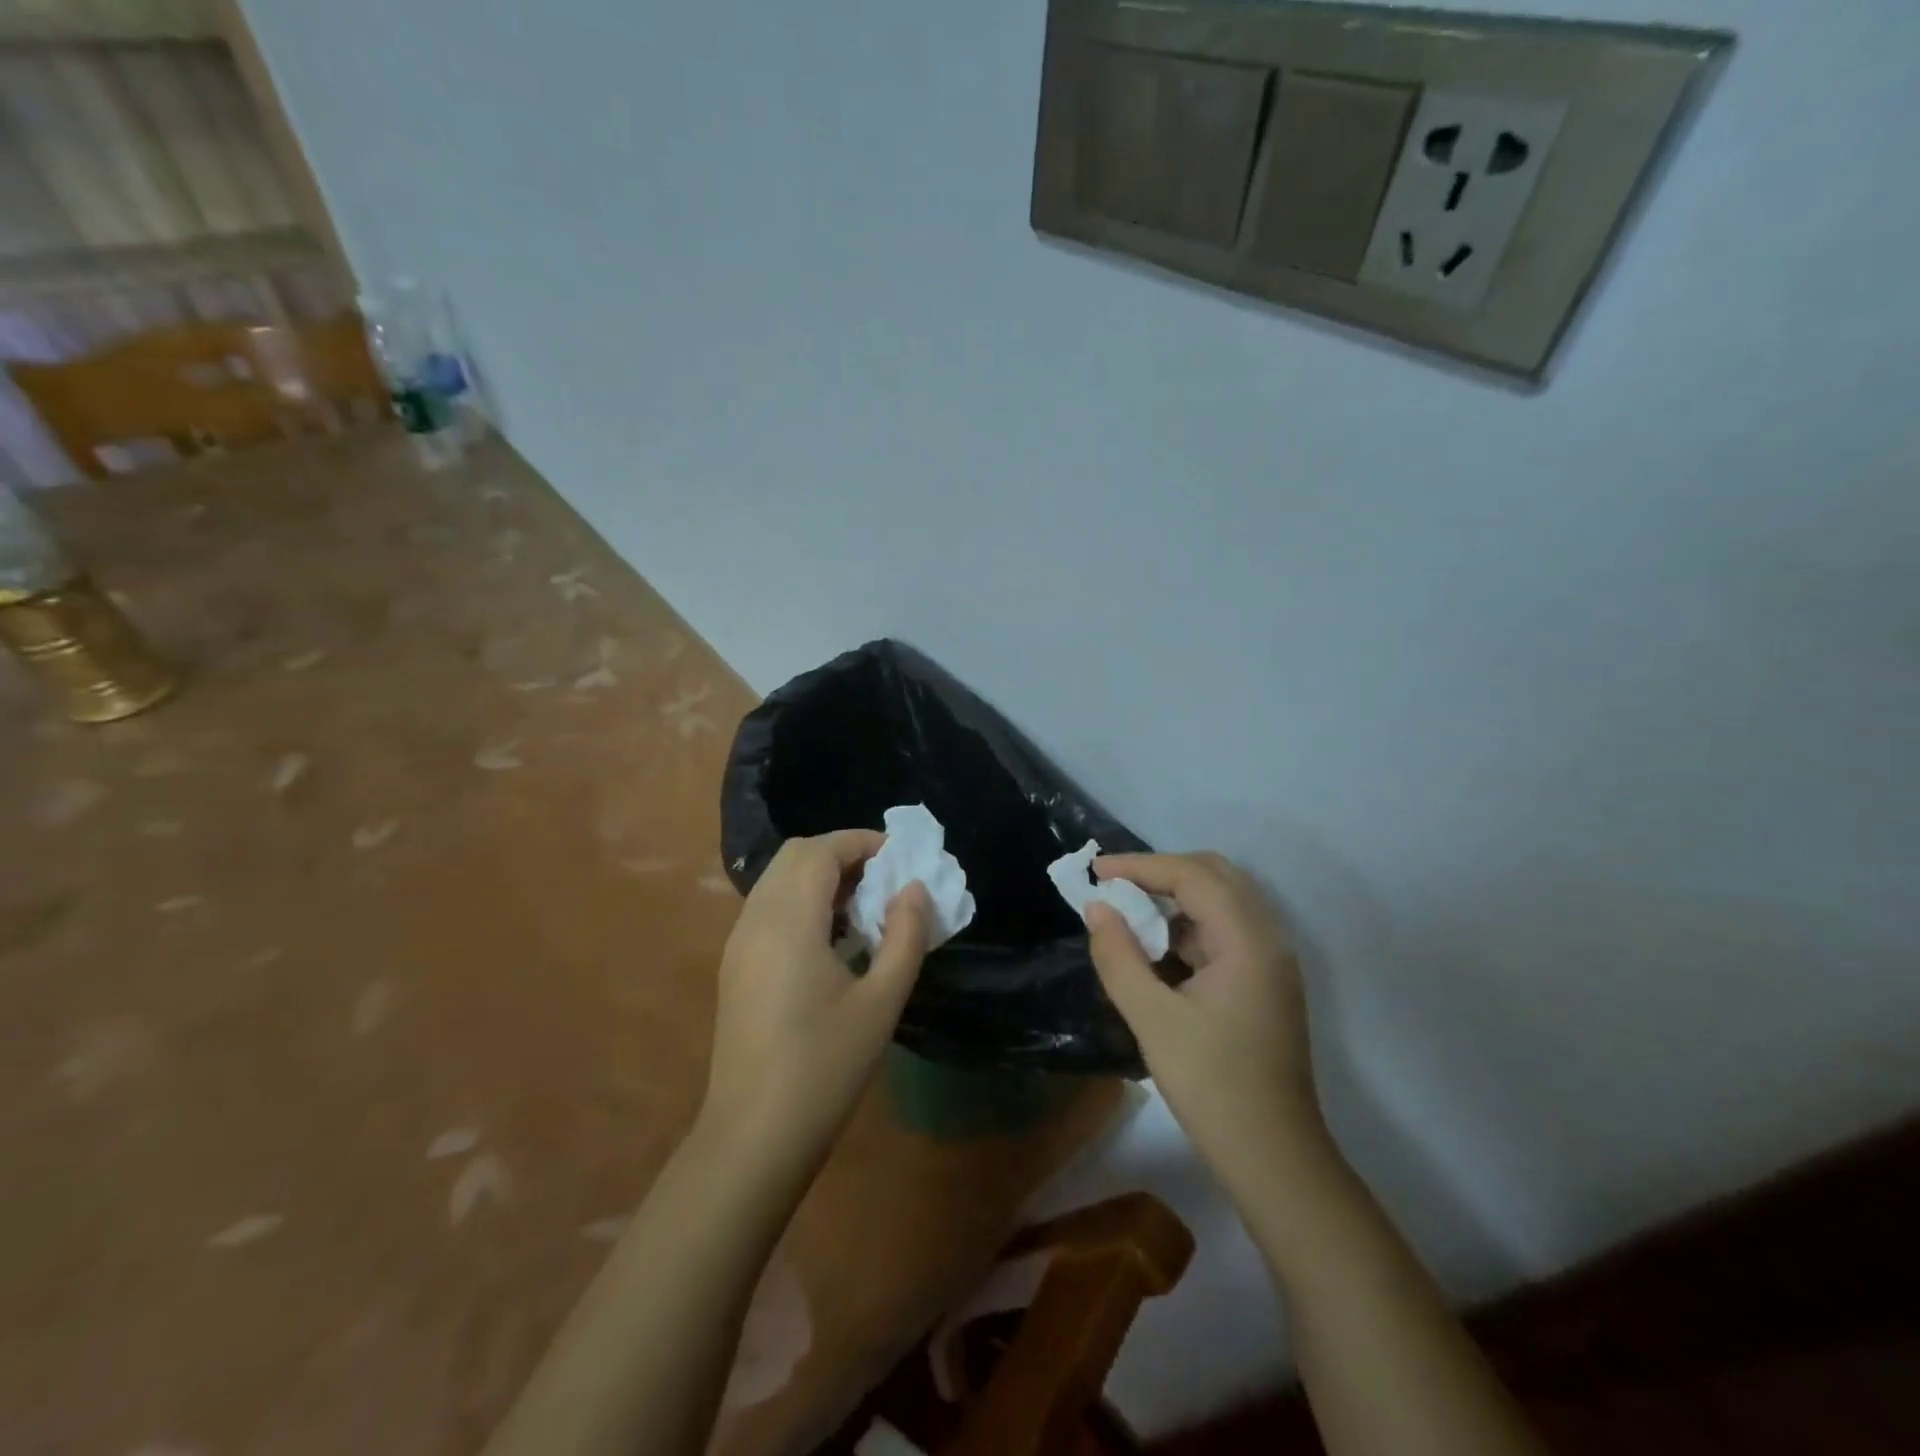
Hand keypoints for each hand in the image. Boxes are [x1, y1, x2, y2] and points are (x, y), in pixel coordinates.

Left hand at [703, 831, 930, 1161]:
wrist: (753, 1136)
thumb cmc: (824, 1067)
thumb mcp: (881, 1001)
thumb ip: (905, 936)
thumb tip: (914, 889)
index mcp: (789, 921)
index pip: (821, 851)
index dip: (862, 842)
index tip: (901, 856)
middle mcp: (756, 919)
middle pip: (796, 855)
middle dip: (842, 853)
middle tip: (884, 878)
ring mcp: (739, 942)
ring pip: (778, 879)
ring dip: (821, 876)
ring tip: (865, 906)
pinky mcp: (735, 965)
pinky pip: (769, 906)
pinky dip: (802, 900)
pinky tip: (832, 938)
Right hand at [1086, 852, 1327, 1188]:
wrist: (1274, 1159)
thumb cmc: (1212, 1086)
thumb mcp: (1152, 1019)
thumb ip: (1119, 956)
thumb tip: (1097, 908)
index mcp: (1248, 940)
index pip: (1193, 875)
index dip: (1140, 865)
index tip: (1096, 870)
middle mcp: (1268, 938)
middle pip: (1214, 876)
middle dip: (1160, 873)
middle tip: (1114, 885)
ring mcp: (1271, 961)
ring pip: (1221, 902)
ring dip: (1174, 898)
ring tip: (1128, 912)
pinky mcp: (1264, 982)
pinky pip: (1224, 932)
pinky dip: (1188, 926)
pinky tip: (1156, 948)